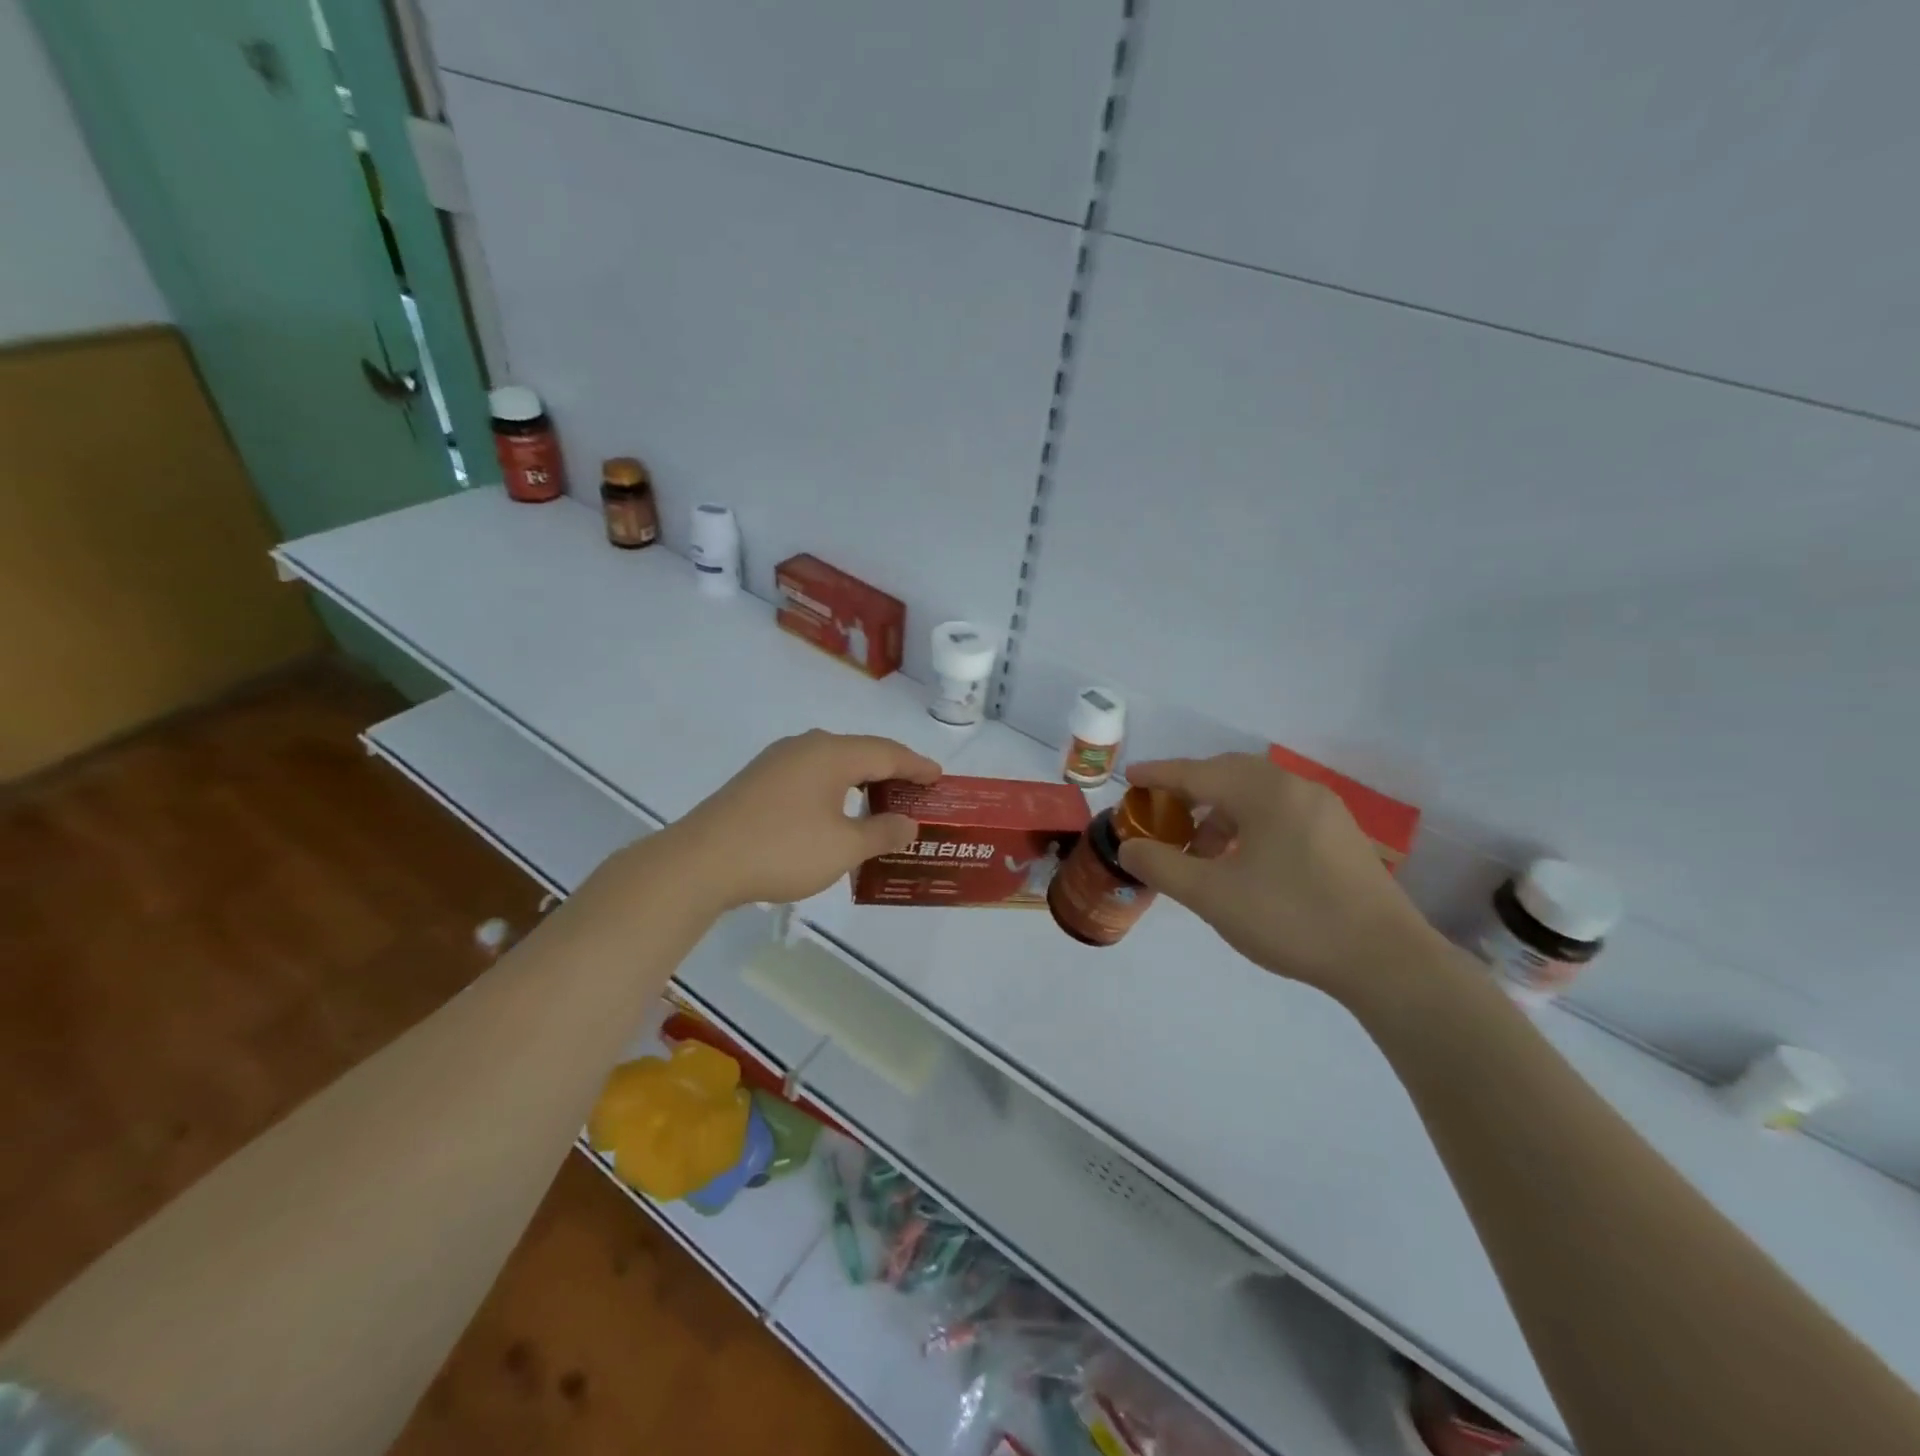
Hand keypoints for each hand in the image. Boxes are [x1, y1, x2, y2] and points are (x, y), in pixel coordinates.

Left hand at [673, 730, 939, 908]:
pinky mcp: (758, 780)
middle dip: (891, 772)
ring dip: (861, 782)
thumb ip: (882, 832)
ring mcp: (777, 761)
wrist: (701, 862)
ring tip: (880, 803)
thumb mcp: (843, 847)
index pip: (888, 753)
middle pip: (861, 753)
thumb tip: (908, 823)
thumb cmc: (782, 849)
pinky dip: (834, 790)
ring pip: (833, 764)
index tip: (939, 777)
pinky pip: (810, 776)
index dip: (917, 766)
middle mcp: (806, 746)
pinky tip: (835, 812)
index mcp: (832, 753)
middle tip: (915, 792)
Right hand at [1117, 754, 1440, 1001]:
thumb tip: (1129, 848)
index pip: (1198, 772)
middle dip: (1190, 791)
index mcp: (1265, 792)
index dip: (1159, 775)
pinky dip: (1249, 825)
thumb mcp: (1213, 896)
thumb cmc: (1291, 919)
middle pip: (1229, 774)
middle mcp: (1296, 789)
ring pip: (1257, 795)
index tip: (1129, 778)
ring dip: (1220, 813)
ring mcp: (1325, 811)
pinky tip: (1242, 863)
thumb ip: (1163, 866)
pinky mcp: (1341, 836)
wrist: (1386, 961)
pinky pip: (1281, 813)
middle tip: (1161, 815)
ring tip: (1200, 852)